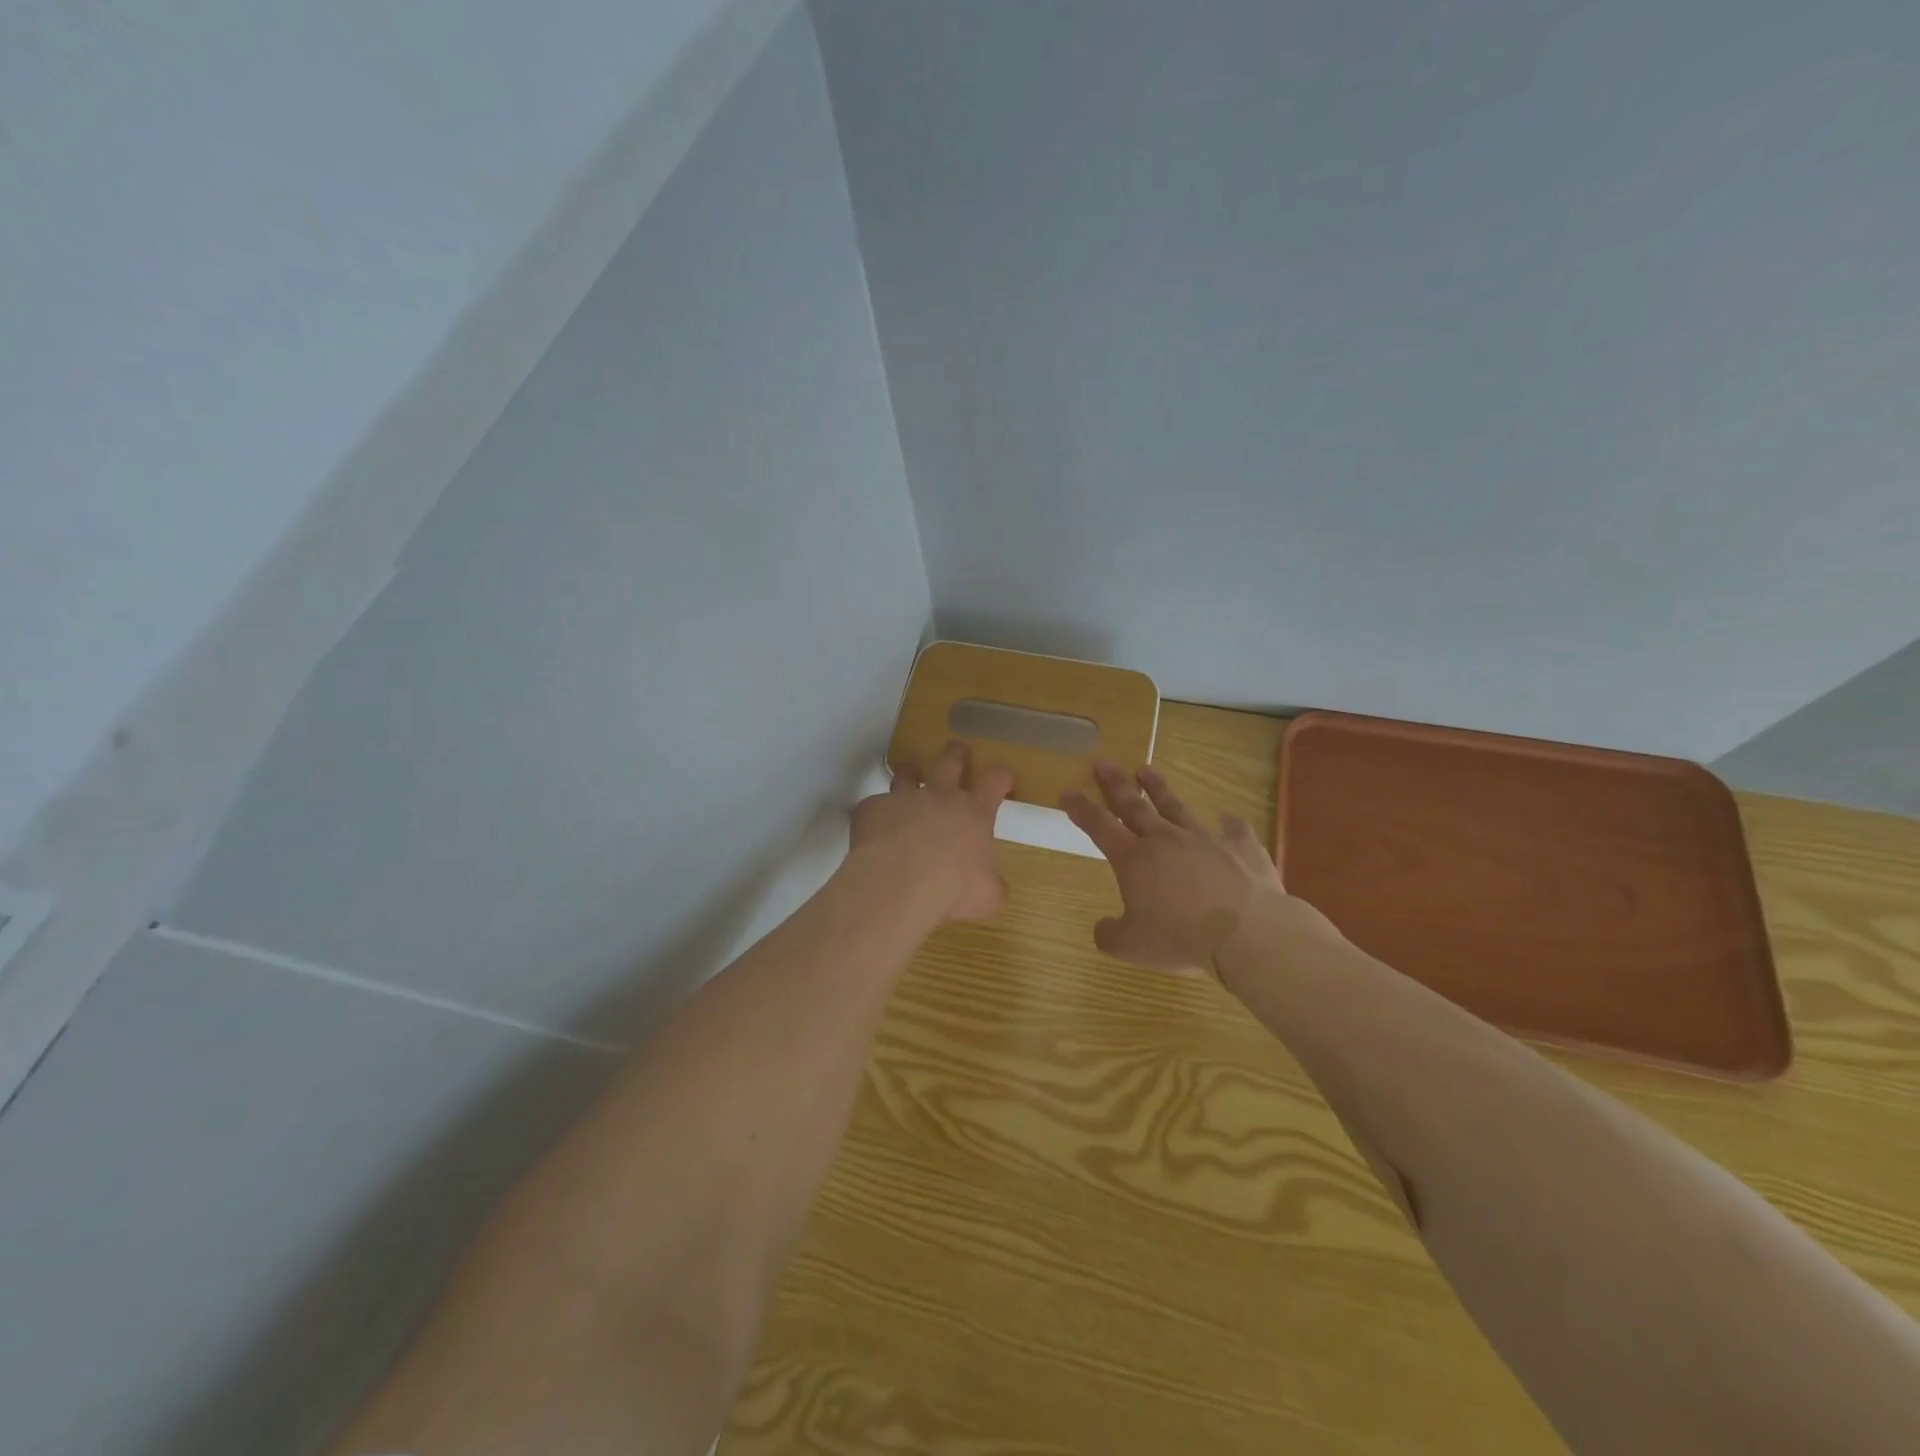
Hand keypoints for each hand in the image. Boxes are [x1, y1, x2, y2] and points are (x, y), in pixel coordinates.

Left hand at [852, 742, 1012, 921]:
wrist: (898, 884)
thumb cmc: (952, 889)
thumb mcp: (986, 896)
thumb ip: (993, 886)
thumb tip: (996, 887)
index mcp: (974, 813)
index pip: (995, 781)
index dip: (1001, 777)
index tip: (1003, 779)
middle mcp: (940, 797)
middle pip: (950, 762)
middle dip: (956, 753)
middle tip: (958, 747)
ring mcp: (903, 798)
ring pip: (907, 773)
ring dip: (910, 771)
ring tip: (909, 770)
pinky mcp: (871, 808)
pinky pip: (873, 805)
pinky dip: (876, 812)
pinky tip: (874, 827)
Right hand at [1063, 761, 1331, 976]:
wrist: (1246, 932)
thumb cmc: (1180, 938)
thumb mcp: (1132, 947)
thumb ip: (1110, 935)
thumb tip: (1102, 928)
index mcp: (1134, 860)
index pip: (1099, 827)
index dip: (1081, 808)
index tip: (1068, 790)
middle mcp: (1165, 840)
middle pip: (1135, 806)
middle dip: (1116, 784)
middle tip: (1105, 763)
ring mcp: (1204, 839)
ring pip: (1176, 807)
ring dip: (1159, 788)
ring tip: (1147, 769)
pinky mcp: (1240, 847)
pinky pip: (1234, 831)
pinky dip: (1230, 825)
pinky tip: (1229, 818)